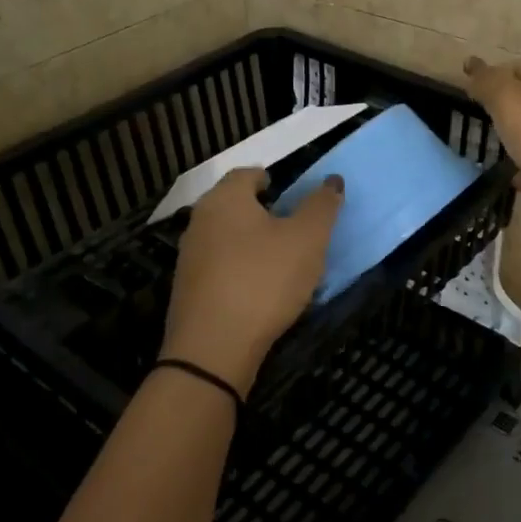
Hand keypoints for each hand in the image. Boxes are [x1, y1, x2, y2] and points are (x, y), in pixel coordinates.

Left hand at [159, 167, 344, 397]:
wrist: (214, 347)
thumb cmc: (264, 280)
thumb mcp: (307, 239)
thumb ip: (322, 206)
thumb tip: (332, 180)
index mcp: (226, 199)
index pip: (247, 174)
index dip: (271, 180)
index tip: (291, 194)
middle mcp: (200, 220)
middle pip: (234, 205)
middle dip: (262, 212)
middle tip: (293, 227)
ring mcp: (189, 257)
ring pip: (226, 238)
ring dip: (252, 243)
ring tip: (282, 261)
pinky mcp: (188, 290)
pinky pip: (220, 268)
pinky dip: (241, 270)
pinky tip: (261, 291)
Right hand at [462, 57, 520, 218]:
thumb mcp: (509, 102)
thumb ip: (488, 82)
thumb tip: (473, 66)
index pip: (517, 67)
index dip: (491, 82)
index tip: (470, 104)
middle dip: (506, 112)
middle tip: (484, 130)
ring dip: (520, 139)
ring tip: (498, 156)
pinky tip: (518, 179)